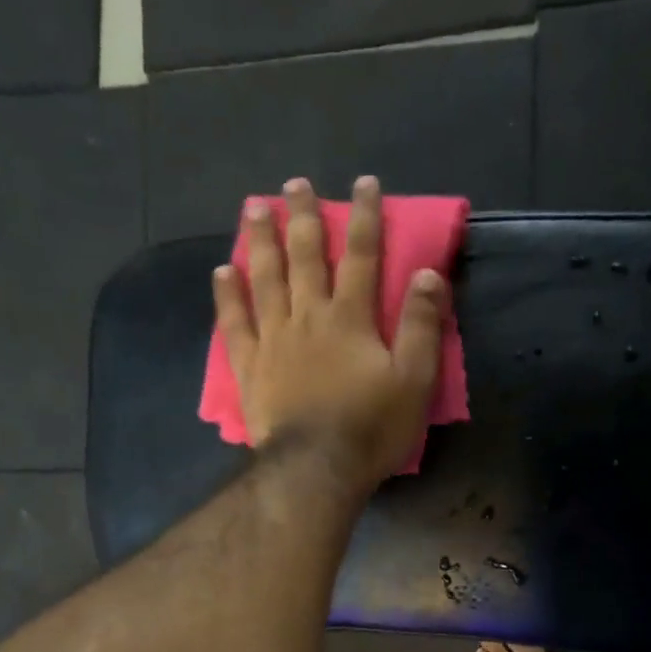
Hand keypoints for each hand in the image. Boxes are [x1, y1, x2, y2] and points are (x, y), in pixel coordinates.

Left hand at [213, 175, 447, 493]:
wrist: (316, 468)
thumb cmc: (370, 428)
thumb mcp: (414, 381)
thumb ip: (422, 326)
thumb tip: (428, 274)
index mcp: (351, 318)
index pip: (363, 256)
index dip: (365, 217)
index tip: (364, 183)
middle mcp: (309, 316)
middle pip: (306, 256)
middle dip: (304, 217)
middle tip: (296, 184)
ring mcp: (274, 339)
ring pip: (266, 278)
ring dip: (261, 240)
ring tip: (254, 207)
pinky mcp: (249, 366)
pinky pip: (235, 323)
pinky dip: (228, 296)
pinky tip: (222, 272)